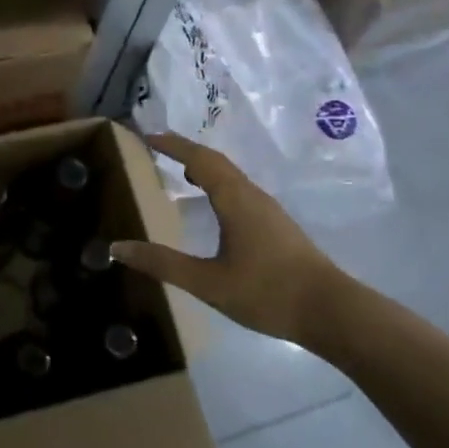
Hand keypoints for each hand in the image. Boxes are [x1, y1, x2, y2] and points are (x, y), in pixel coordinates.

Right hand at [112, 132, 355, 346]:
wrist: (331, 311)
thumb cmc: (267, 292)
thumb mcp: (208, 283)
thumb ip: (163, 263)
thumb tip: (117, 247)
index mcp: (234, 199)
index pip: (199, 159)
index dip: (172, 145)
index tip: (147, 136)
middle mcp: (251, 195)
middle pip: (216, 161)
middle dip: (186, 150)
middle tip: (157, 147)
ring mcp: (268, 209)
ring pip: (230, 175)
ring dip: (204, 165)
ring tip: (180, 170)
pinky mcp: (276, 224)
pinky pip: (239, 189)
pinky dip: (217, 182)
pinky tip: (213, 203)